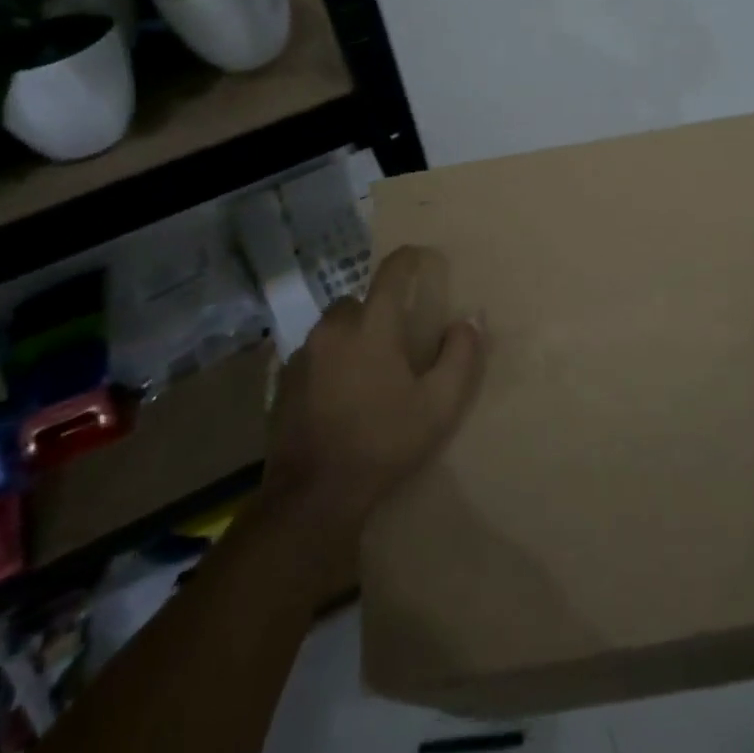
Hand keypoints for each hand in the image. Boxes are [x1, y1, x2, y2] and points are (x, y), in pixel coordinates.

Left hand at [265, 245, 484, 537]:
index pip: (391, 272)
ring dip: (352, 336)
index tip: (422, 257)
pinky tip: (340, 394)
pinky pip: (314, 354)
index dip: (409, 259)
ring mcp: (302, 354)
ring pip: (333, 327)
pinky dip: (330, 361)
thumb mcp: (439, 406)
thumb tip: (470, 319)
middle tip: (398, 341)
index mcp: (372, 326)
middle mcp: (333, 329)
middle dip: (379, 311)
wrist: (313, 495)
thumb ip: (461, 356)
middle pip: (358, 301)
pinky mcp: (283, 381)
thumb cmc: (384, 443)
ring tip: (369, 370)